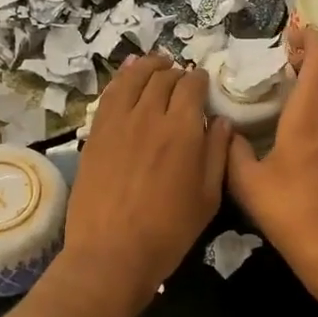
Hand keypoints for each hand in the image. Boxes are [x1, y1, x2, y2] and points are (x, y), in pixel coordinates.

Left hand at [62, 53, 231, 316]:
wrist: (111, 253)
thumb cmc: (169, 231)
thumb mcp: (208, 197)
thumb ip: (216, 153)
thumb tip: (222, 122)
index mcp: (183, 130)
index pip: (192, 86)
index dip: (200, 80)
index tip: (203, 84)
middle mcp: (150, 115)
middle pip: (164, 78)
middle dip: (176, 73)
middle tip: (182, 79)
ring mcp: (118, 121)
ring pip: (134, 78)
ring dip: (148, 66)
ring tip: (157, 64)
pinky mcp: (95, 132)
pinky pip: (110, 94)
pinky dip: (121, 78)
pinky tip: (126, 74)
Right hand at [226, 32, 317, 298]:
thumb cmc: (292, 214)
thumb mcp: (247, 184)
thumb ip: (232, 151)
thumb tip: (225, 130)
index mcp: (311, 115)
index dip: (309, 38)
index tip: (291, 36)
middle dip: (316, 52)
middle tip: (290, 56)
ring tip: (296, 85)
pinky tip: (311, 121)